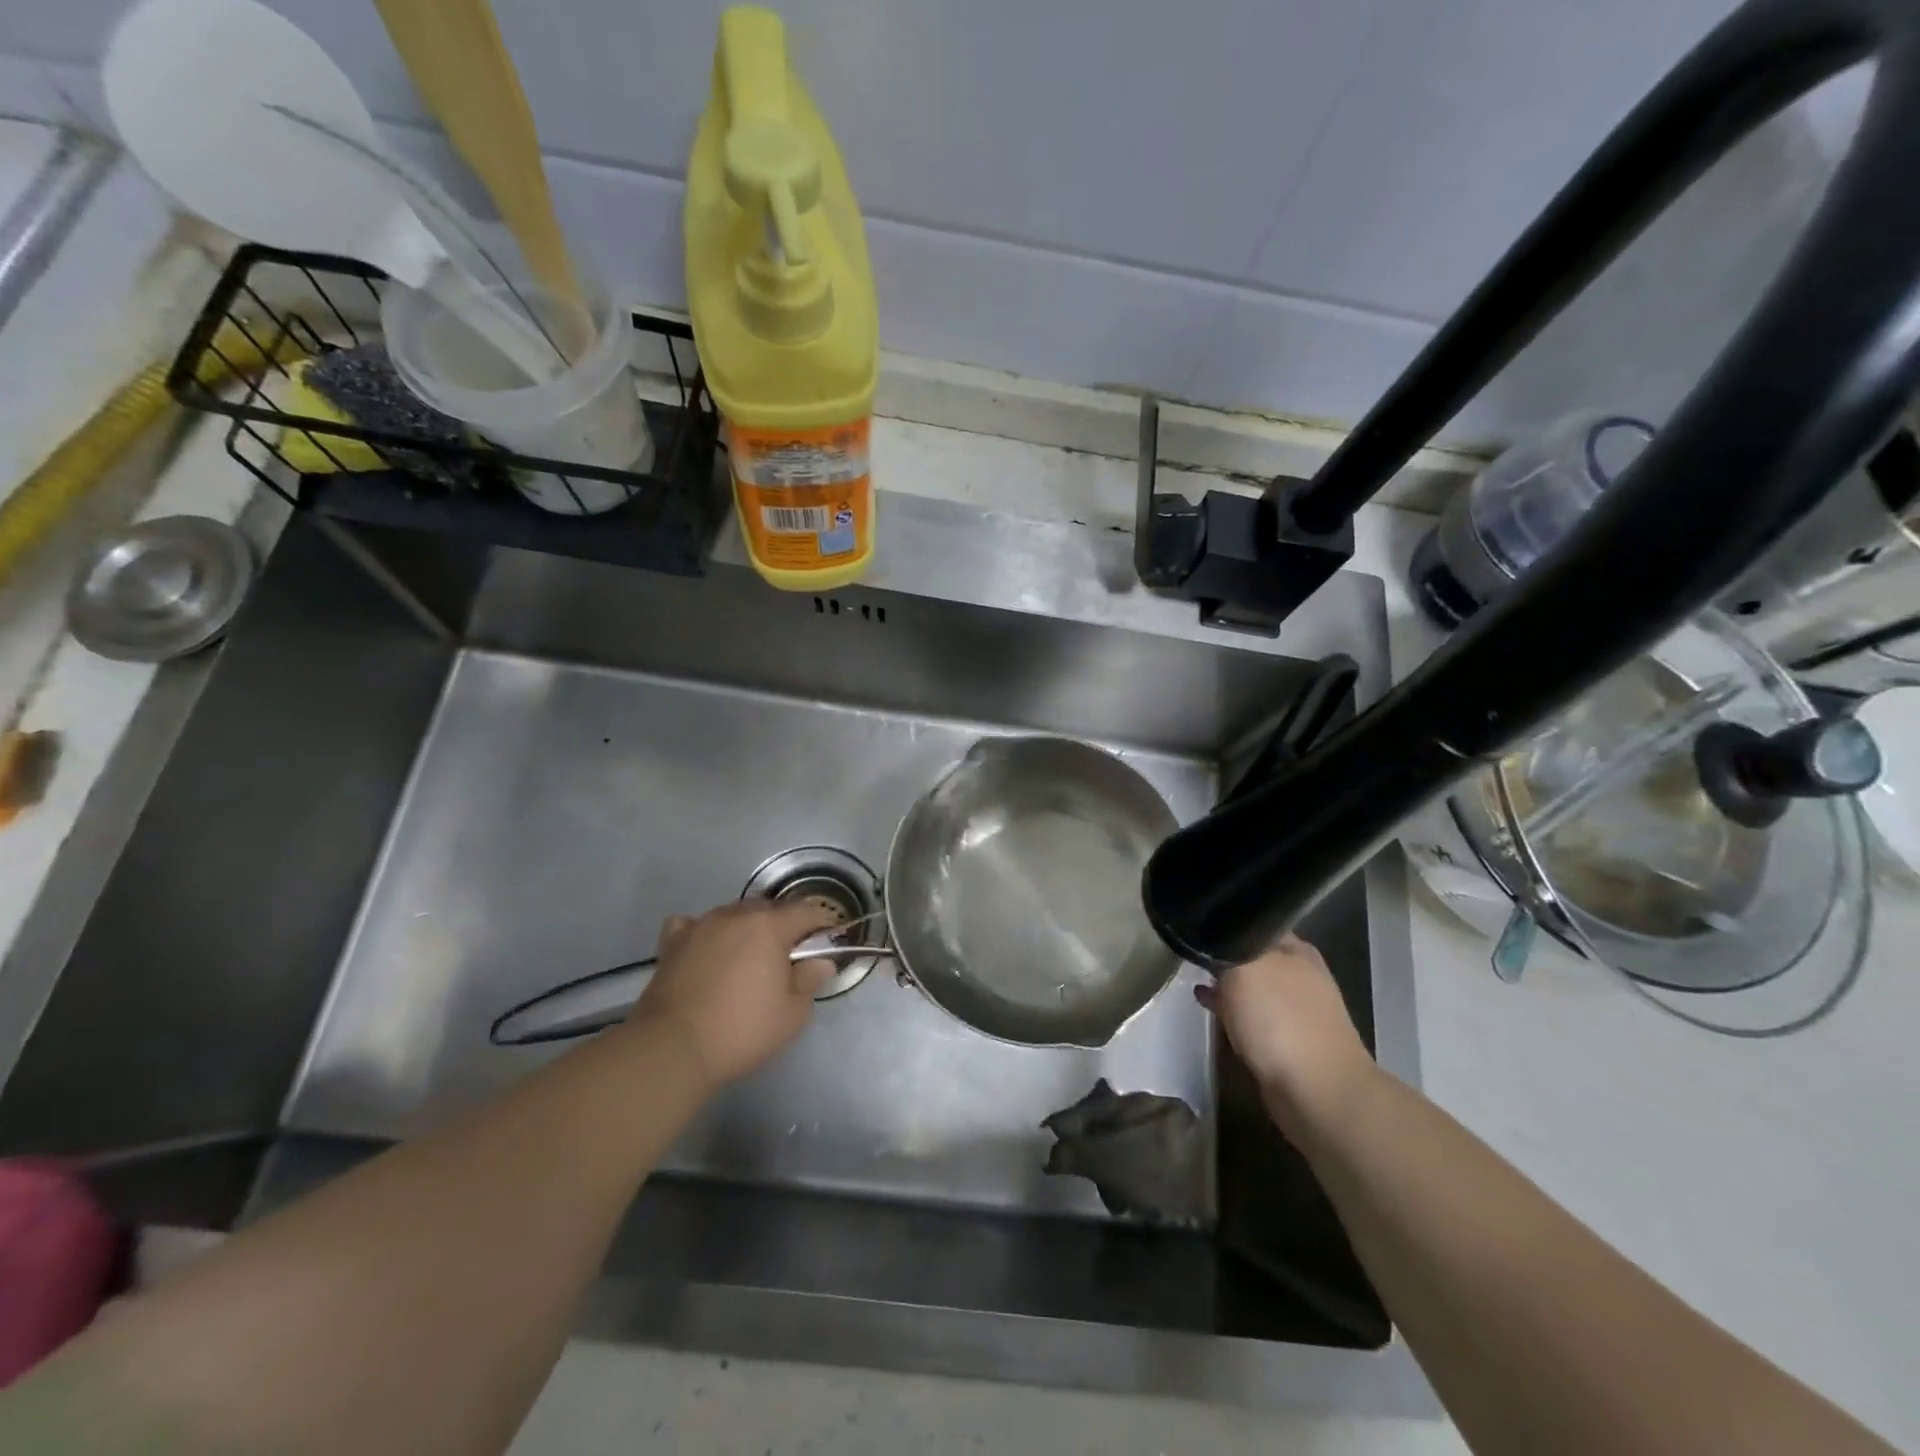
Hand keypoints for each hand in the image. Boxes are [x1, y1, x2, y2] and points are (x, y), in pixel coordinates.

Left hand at [626, 900, 838, 1088]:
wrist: (671, 1047)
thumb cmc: (742, 1029)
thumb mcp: (792, 1013)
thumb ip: (810, 980)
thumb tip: (820, 962)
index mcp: (770, 925)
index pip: (807, 911)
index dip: (822, 925)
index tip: (827, 944)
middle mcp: (735, 915)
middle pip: (770, 909)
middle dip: (785, 927)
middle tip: (789, 959)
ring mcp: (701, 925)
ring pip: (734, 914)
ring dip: (747, 929)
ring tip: (748, 958)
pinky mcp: (673, 942)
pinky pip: (694, 925)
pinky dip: (705, 933)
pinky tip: (706, 950)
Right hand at [1195, 935, 1377, 1143]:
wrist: (1317, 1092)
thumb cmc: (1279, 1020)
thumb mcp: (1243, 967)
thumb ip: (1225, 946)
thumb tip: (1210, 935)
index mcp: (1296, 949)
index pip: (1254, 921)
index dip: (1224, 921)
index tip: (1195, 925)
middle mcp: (1300, 973)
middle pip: (1253, 953)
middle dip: (1223, 953)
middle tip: (1189, 951)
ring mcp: (1296, 1009)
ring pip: (1251, 984)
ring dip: (1225, 983)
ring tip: (1195, 979)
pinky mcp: (1288, 1039)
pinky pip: (1252, 1014)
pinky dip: (1231, 1009)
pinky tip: (1210, 1009)